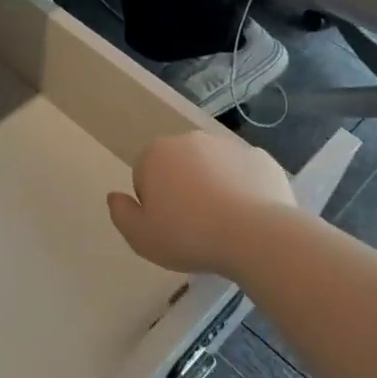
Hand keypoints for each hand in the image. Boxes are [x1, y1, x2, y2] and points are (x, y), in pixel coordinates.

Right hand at [107, 132, 296, 278]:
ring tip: (224, 225)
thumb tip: (115, 197)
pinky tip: (249, 217)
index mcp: (156, 153)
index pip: (144, 175)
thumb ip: (121, 214)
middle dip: (182, 189)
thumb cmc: (188, 235)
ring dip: (213, 187)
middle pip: (178, 167)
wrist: (255, 235)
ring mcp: (229, 146)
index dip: (153, 204)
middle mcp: (191, 140)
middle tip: (193, 227)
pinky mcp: (261, 158)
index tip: (167, 227)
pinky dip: (244, 189)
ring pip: (213, 167)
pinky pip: (245, 174)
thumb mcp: (141, 237)